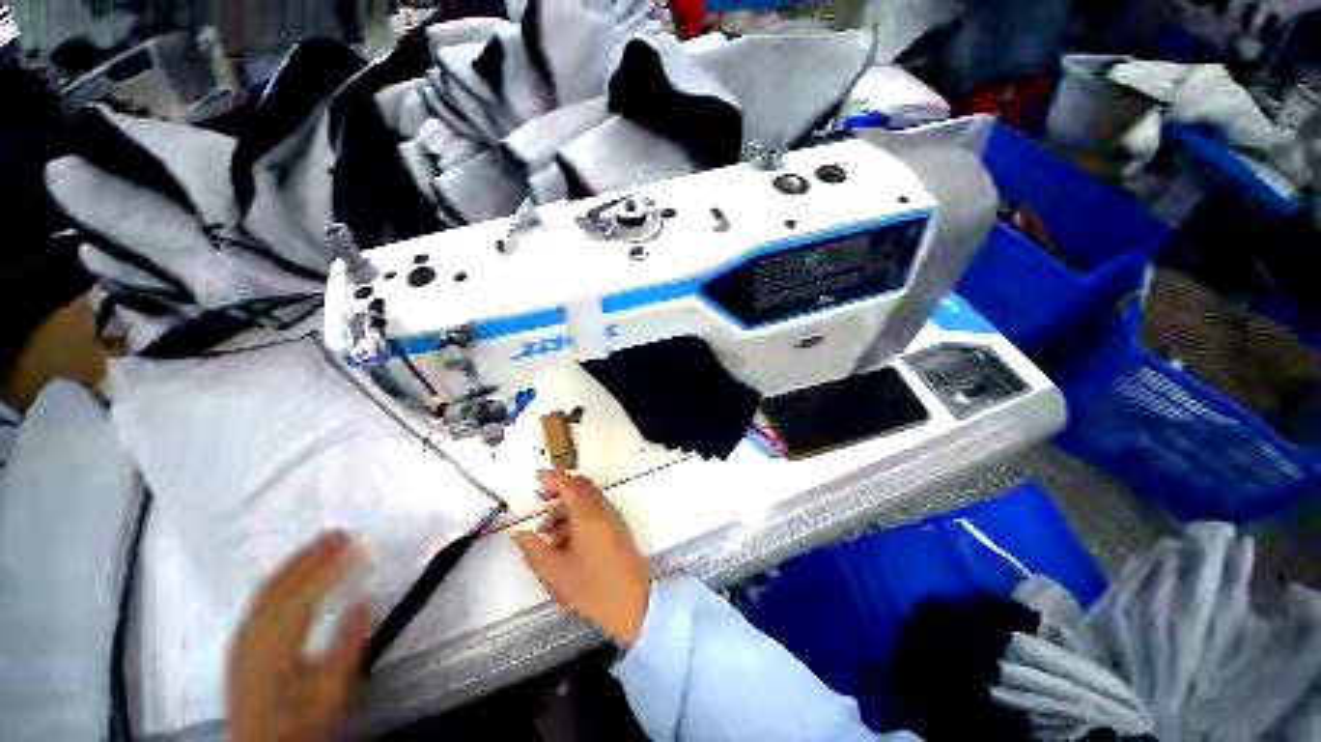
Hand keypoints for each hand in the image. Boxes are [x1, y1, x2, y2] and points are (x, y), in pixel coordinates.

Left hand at [228, 532, 371, 741]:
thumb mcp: (331, 691)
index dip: (334, 566)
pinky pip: (259, 599)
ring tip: (319, 542)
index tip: (360, 545)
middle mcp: (254, 634)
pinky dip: (279, 577)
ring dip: (295, 561)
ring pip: (267, 589)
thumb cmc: (300, 720)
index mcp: (277, 646)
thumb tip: (363, 602)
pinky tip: (289, 572)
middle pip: (282, 585)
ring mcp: (242, 637)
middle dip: (312, 555)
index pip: (307, 594)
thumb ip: (348, 646)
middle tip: (341, 532)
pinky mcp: (240, 643)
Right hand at [512, 471, 650, 644]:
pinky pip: (595, 511)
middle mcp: (603, 510)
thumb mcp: (556, 572)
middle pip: (581, 488)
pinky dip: (579, 516)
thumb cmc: (593, 587)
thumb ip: (534, 549)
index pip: (570, 485)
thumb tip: (519, 533)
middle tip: (542, 500)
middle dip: (560, 490)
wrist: (633, 602)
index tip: (538, 475)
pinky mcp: (616, 528)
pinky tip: (565, 540)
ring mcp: (612, 518)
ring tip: (548, 534)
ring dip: (567, 508)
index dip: (553, 478)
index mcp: (588, 514)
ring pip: (588, 500)